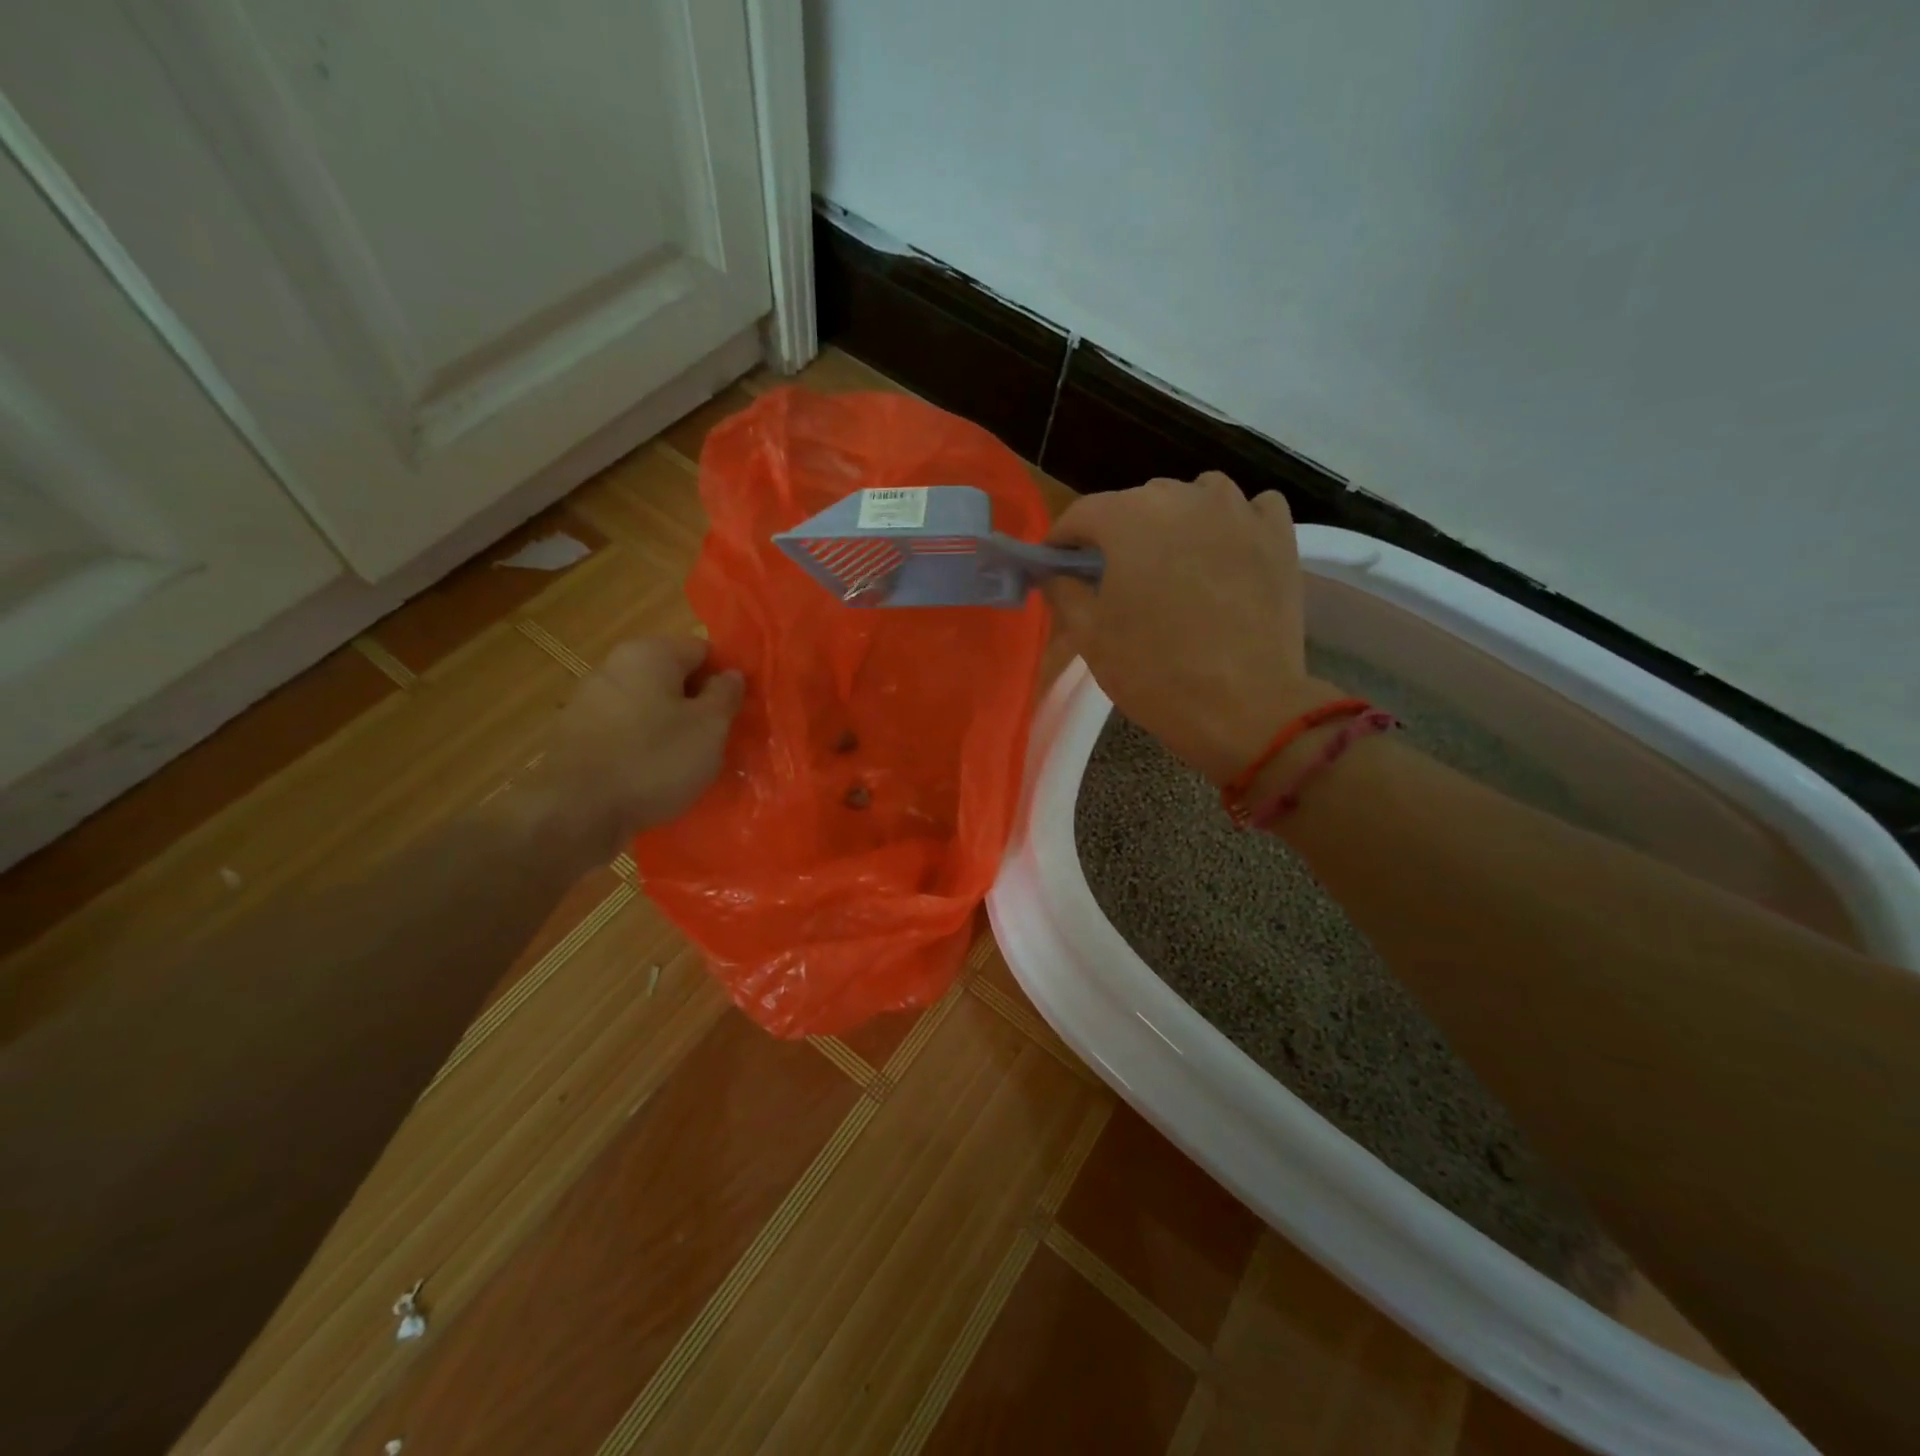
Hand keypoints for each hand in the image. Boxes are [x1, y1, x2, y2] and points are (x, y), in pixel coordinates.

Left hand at [518, 636, 743, 866]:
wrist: (577, 812)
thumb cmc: (655, 761)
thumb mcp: (710, 727)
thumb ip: (726, 694)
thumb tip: (731, 675)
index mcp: (650, 653)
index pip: (703, 651)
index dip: (724, 679)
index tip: (736, 712)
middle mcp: (615, 665)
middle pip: (672, 677)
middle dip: (696, 704)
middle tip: (716, 739)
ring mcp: (589, 699)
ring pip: (648, 705)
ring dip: (669, 726)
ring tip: (685, 762)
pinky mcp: (575, 734)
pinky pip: (624, 730)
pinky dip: (642, 745)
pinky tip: (651, 775)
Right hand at [1045, 473, 1331, 782]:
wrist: (1244, 708)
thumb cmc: (1155, 673)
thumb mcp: (1090, 638)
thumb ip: (1063, 592)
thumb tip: (1056, 573)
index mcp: (1130, 518)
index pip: (1082, 513)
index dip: (1061, 540)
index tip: (1054, 566)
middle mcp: (1184, 497)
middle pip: (1138, 502)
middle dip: (1118, 534)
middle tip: (1113, 577)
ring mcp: (1238, 511)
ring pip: (1195, 496)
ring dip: (1175, 521)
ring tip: (1172, 561)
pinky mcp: (1278, 534)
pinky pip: (1250, 508)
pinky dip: (1233, 523)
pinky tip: (1226, 552)